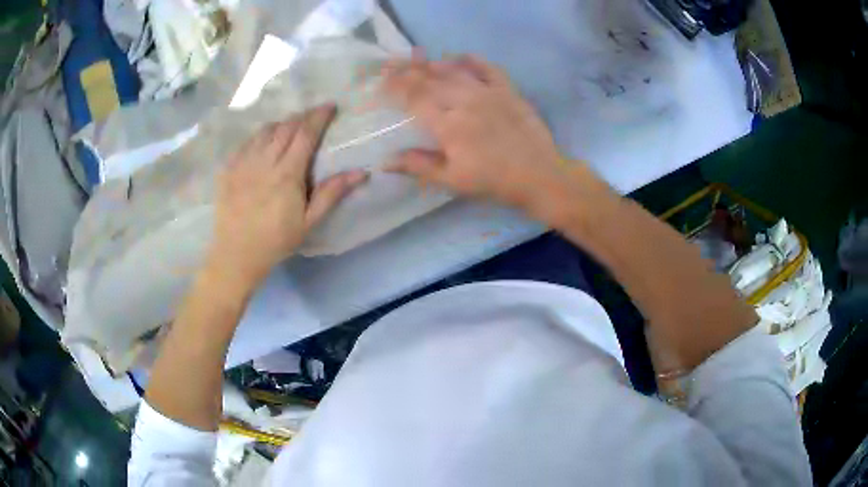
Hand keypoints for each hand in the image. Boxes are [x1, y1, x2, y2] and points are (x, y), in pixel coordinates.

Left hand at [210, 105, 367, 283]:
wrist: (236, 255)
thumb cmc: (276, 241)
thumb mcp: (308, 222)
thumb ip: (332, 194)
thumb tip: (362, 172)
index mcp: (287, 173)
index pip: (306, 133)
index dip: (319, 116)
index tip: (330, 106)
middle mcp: (264, 161)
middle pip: (286, 127)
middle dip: (302, 116)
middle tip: (312, 116)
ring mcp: (243, 163)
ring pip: (265, 131)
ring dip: (281, 124)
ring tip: (289, 127)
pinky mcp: (228, 169)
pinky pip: (246, 142)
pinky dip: (259, 136)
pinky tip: (263, 142)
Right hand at [382, 54, 567, 209]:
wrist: (539, 176)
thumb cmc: (493, 181)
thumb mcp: (452, 180)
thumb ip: (418, 166)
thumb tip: (384, 162)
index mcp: (448, 125)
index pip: (414, 99)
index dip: (395, 88)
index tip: (381, 82)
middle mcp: (465, 102)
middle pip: (430, 81)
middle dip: (407, 71)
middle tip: (391, 65)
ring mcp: (488, 93)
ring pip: (454, 71)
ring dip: (433, 64)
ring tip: (417, 58)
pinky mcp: (508, 90)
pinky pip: (487, 68)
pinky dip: (471, 60)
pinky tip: (458, 57)